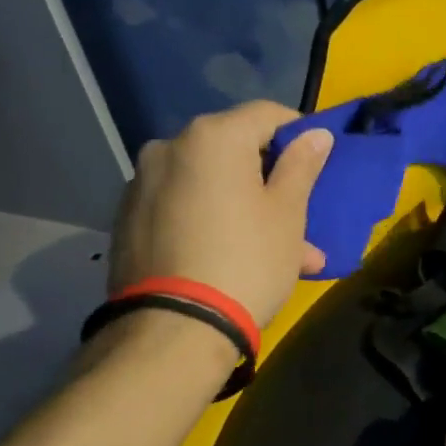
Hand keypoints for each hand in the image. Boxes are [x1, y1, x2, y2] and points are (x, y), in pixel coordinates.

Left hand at [109, 102, 332, 330]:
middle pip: (235, 151)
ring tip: (277, 253)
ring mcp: (142, 183)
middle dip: (271, 181)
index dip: (299, 134)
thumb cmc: (245, 261)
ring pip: (210, 184)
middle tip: (300, 220)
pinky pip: (183, 207)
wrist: (173, 330)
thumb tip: (315, 134)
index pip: (267, 114)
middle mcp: (169, 147)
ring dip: (244, 207)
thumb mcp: (287, 214)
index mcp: (212, 137)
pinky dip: (211, 221)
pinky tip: (233, 259)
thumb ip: (301, 165)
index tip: (317, 165)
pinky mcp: (127, 219)